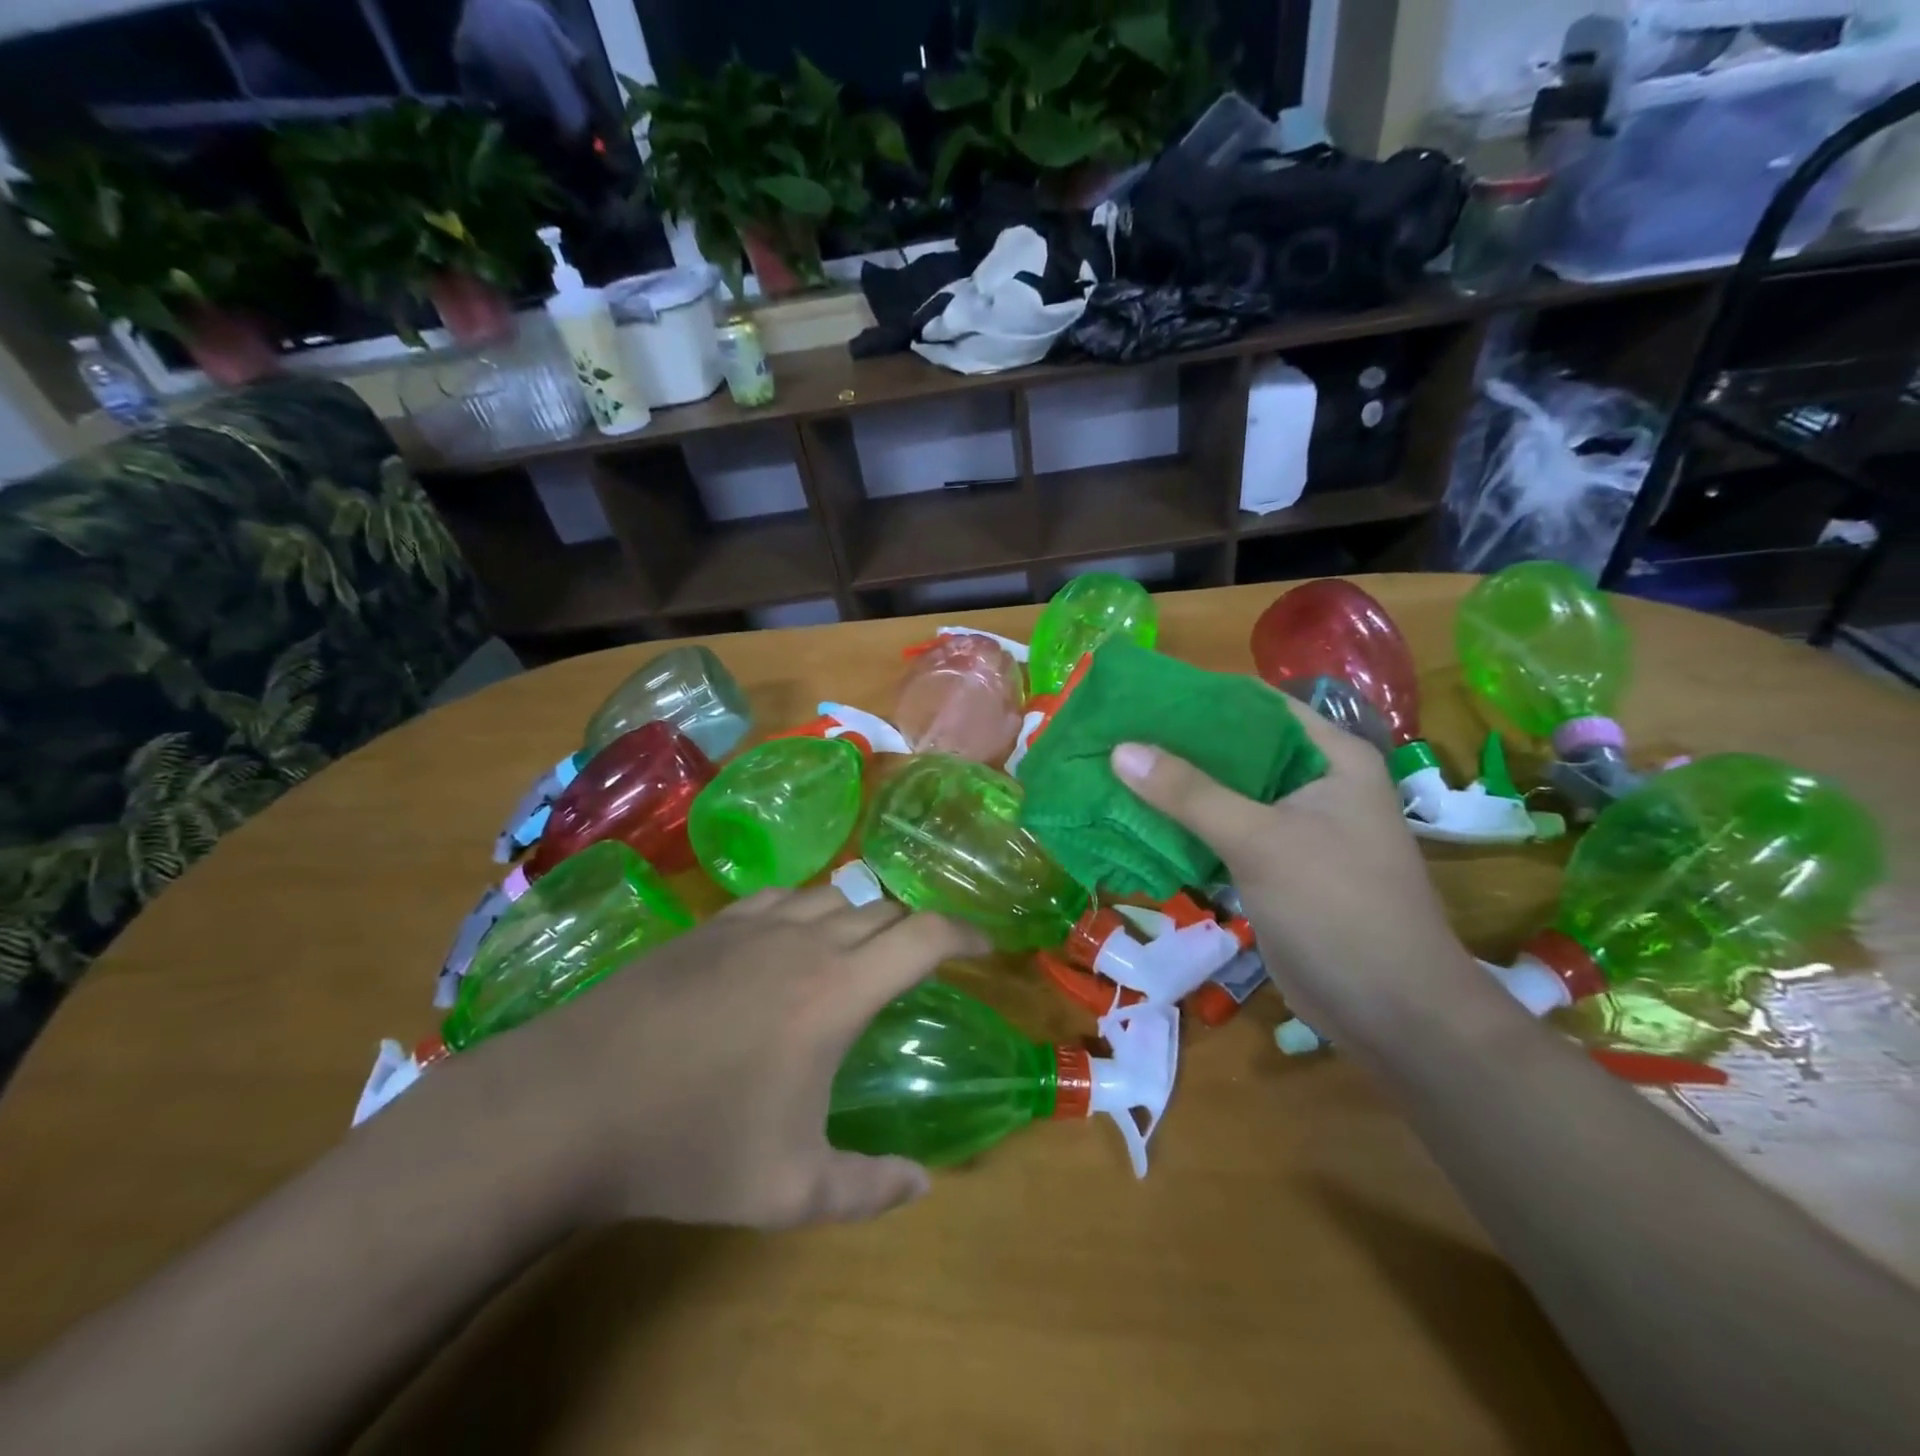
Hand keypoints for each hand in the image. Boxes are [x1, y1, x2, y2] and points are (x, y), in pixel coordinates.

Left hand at [435, 888, 987, 1230]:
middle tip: (926, 956)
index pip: (924, 935)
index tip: (986, 944)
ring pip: (831, 894)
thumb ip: (867, 1189)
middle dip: (915, 926)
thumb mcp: (788, 1190)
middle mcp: (805, 940)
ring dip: (862, 914)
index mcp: (838, 990)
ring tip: (864, 946)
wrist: (569, 1103)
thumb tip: (922, 1183)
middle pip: (883, 908)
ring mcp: (752, 924)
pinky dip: (807, 908)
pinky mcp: (709, 925)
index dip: (966, 932)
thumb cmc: (689, 1145)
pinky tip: (793, 935)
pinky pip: (780, 896)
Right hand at [1110, 700, 1483, 1051]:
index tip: (1140, 696)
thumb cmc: (1338, 907)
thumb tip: (1121, 749)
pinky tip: (1135, 821)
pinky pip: (1221, 833)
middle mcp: (1314, 784)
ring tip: (1112, 771)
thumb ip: (1190, 794)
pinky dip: (1183, 828)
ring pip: (1224, 794)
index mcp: (1330, 757)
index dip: (1200, 695)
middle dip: (1177, 744)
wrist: (1390, 1011)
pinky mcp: (1273, 867)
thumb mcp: (1261, 840)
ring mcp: (1294, 828)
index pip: (1257, 705)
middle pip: (1235, 749)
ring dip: (1175, 788)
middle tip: (1114, 735)